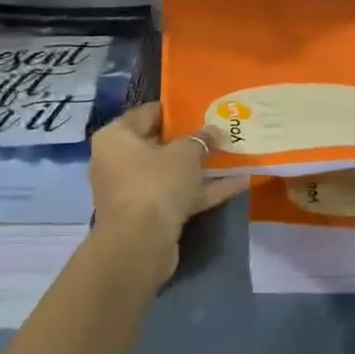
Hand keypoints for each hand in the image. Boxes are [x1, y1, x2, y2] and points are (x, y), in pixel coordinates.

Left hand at [90, 103, 243, 283]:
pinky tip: (238, 184)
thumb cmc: (156, 184)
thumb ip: (201, 139)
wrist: (140, 246)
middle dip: (191, 140)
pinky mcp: (148, 216)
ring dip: (201, 167)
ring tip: (233, 154)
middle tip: (219, 131)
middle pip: (159, 144)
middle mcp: (118, 161)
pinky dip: (203, 190)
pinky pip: (177, 195)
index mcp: (116, 137)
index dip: (175, 110)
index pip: (147, 113)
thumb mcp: (185, 154)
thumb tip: (214, 131)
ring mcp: (133, 190)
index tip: (200, 107)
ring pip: (171, 172)